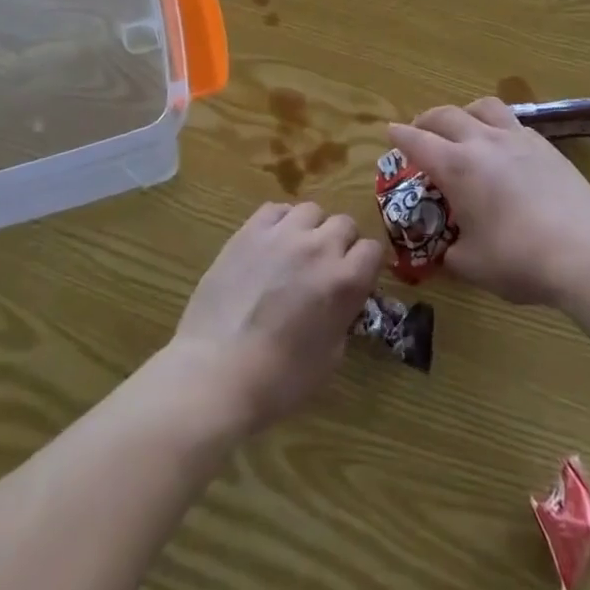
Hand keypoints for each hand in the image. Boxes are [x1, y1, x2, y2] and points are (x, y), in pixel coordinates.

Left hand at [168, 201, 383, 436]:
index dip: (366, 265)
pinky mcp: (250, 230)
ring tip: (296, 252)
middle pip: (344, 223)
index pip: (373, 250)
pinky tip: (271, 244)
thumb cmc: (278, 380)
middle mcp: (319, 247)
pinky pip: (276, 210)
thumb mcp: (330, 357)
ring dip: (311, 229)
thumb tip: (341, 301)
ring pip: (311, 210)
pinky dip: (280, 222)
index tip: (356, 279)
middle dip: (341, 244)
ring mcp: (283, 234)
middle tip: (325, 268)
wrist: (216, 372)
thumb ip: (342, 317)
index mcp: (344, 281)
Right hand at [388, 98, 589, 306]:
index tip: (390, 131)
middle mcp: (482, 142)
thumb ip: (453, 251)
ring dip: (464, 112)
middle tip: (420, 130)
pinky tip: (502, 146)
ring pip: (483, 107)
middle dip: (427, 120)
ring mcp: (516, 139)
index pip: (418, 142)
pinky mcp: (544, 145)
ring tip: (463, 125)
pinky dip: (497, 127)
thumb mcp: (473, 266)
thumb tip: (449, 248)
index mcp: (457, 167)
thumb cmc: (519, 259)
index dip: (400, 136)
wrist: (583, 251)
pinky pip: (512, 122)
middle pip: (446, 115)